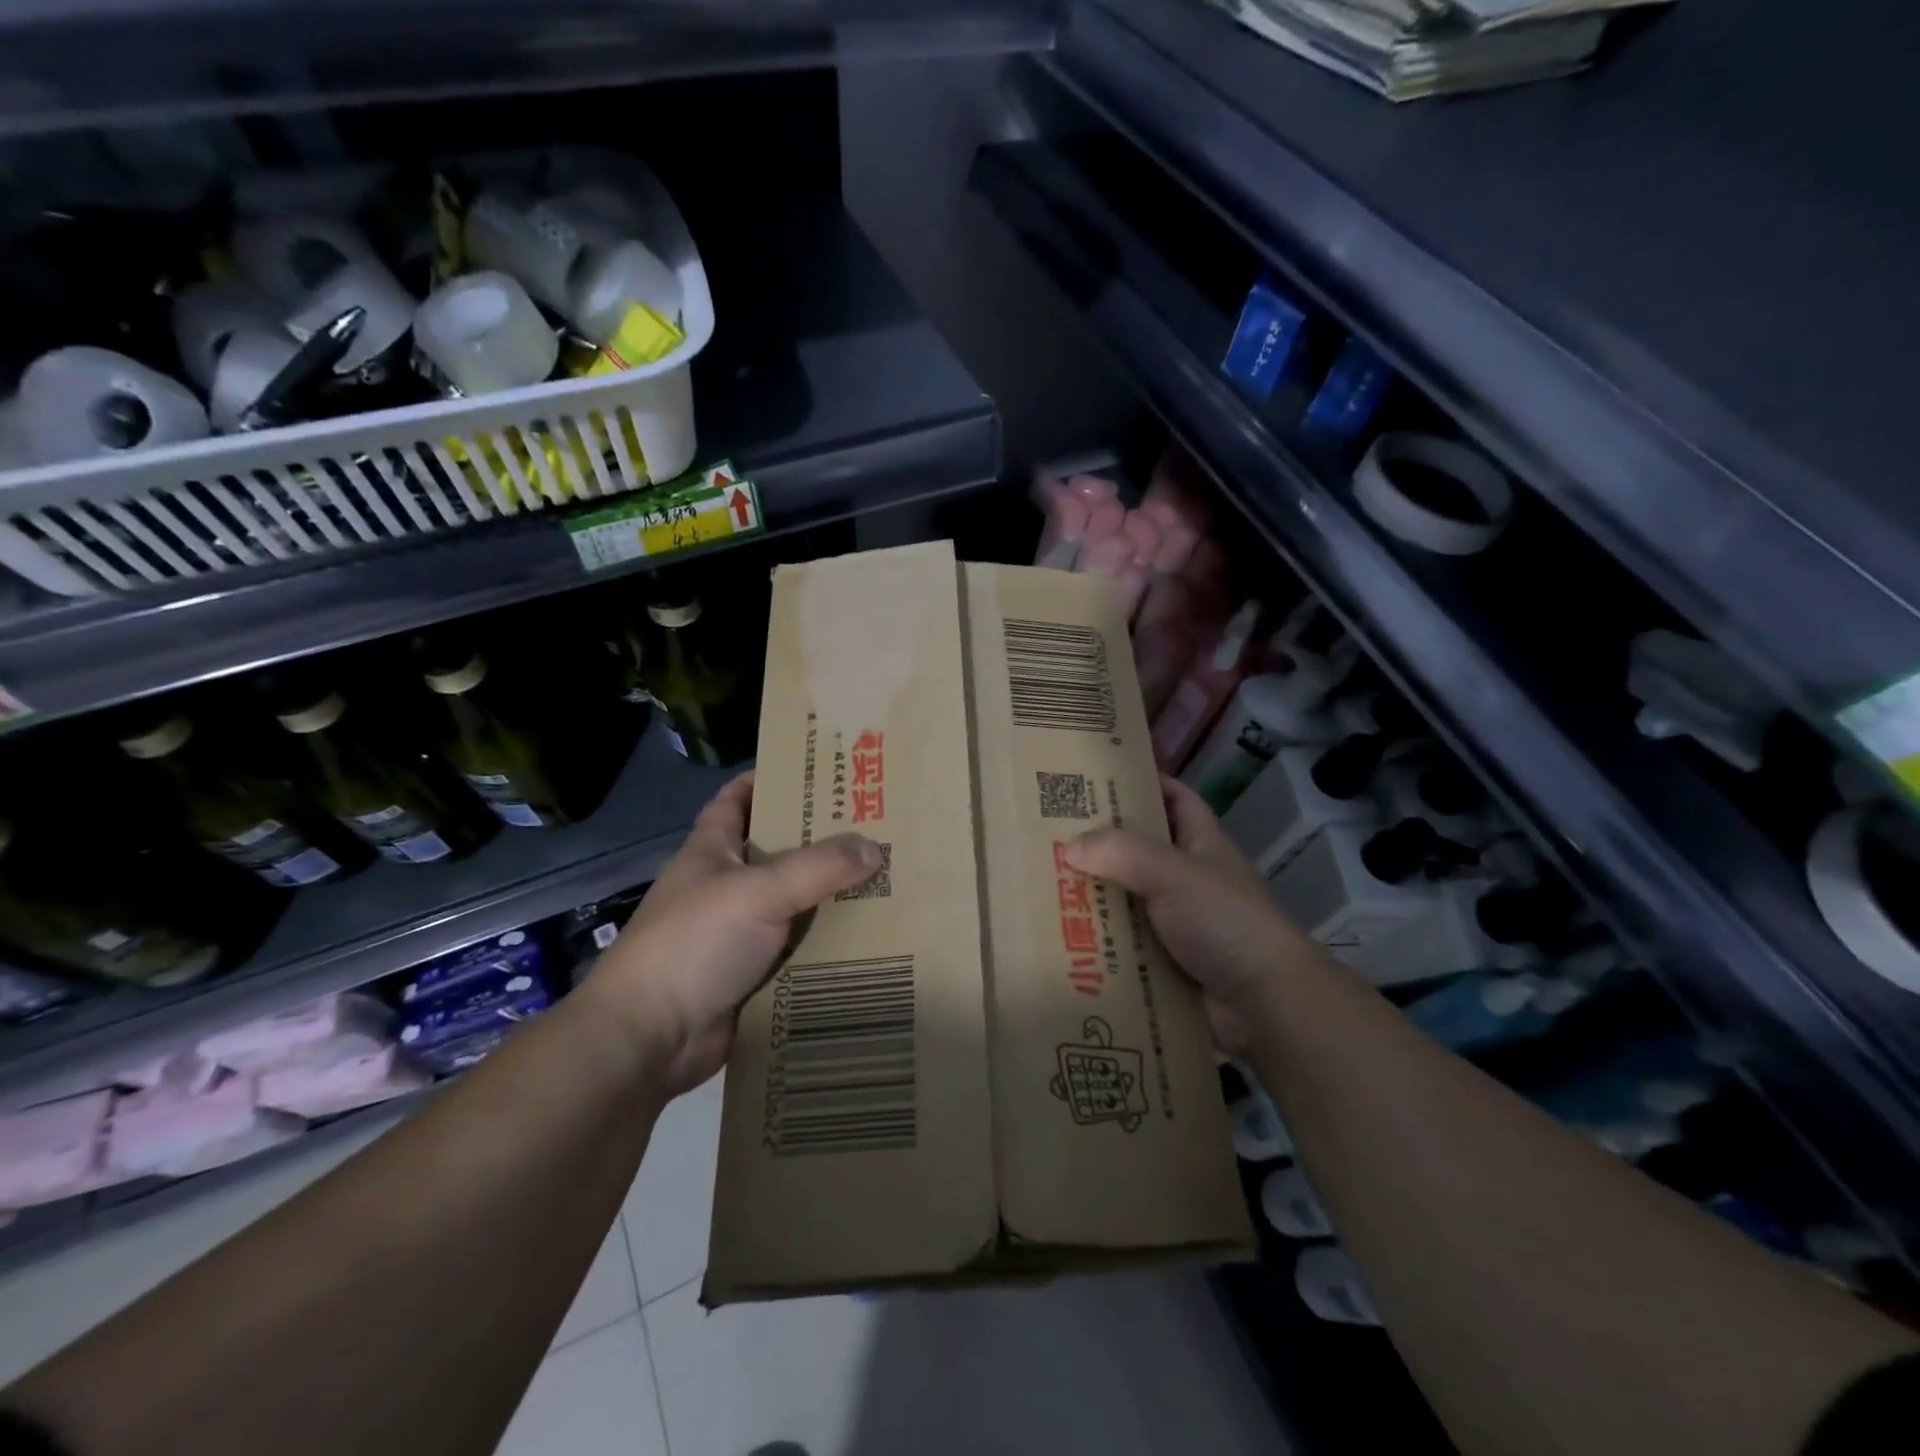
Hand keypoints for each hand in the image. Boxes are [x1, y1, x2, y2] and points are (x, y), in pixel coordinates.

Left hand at [586, 772, 883, 1095]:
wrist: (650, 1039)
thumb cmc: (694, 944)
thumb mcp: (757, 892)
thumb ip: (818, 867)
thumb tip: (875, 848)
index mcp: (712, 852)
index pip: (737, 800)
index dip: (768, 779)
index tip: (817, 769)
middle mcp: (725, 886)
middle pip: (778, 851)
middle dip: (820, 839)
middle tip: (876, 825)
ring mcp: (738, 932)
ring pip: (794, 903)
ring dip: (831, 894)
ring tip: (887, 877)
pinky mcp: (753, 974)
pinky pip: (799, 949)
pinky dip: (828, 943)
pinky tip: (871, 936)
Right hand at [1065, 777, 1316, 1054]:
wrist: (1265, 1002)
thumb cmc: (1225, 920)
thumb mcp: (1172, 873)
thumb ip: (1121, 853)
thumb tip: (1070, 846)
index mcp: (1203, 846)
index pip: (1177, 801)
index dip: (1148, 784)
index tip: (1102, 780)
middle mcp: (1192, 880)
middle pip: (1142, 852)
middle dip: (1103, 846)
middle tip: (1055, 837)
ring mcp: (1182, 924)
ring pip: (1130, 902)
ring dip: (1097, 900)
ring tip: (1047, 888)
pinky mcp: (1170, 963)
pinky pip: (1128, 946)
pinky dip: (1102, 944)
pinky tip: (1065, 940)